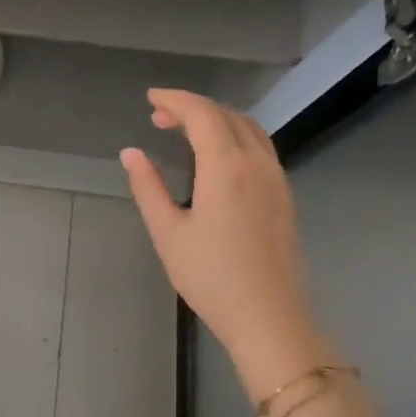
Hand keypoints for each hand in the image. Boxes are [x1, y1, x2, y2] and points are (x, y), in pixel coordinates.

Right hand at [121, 89, 331, 399]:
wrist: (268, 317)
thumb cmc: (210, 277)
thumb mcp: (167, 232)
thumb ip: (148, 187)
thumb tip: (131, 153)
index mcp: (226, 167)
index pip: (202, 115)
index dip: (175, 100)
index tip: (150, 99)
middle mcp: (257, 164)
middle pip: (228, 116)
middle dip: (193, 108)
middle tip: (159, 117)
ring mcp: (277, 180)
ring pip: (249, 130)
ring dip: (216, 121)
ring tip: (184, 132)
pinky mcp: (284, 197)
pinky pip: (260, 149)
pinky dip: (234, 138)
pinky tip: (215, 158)